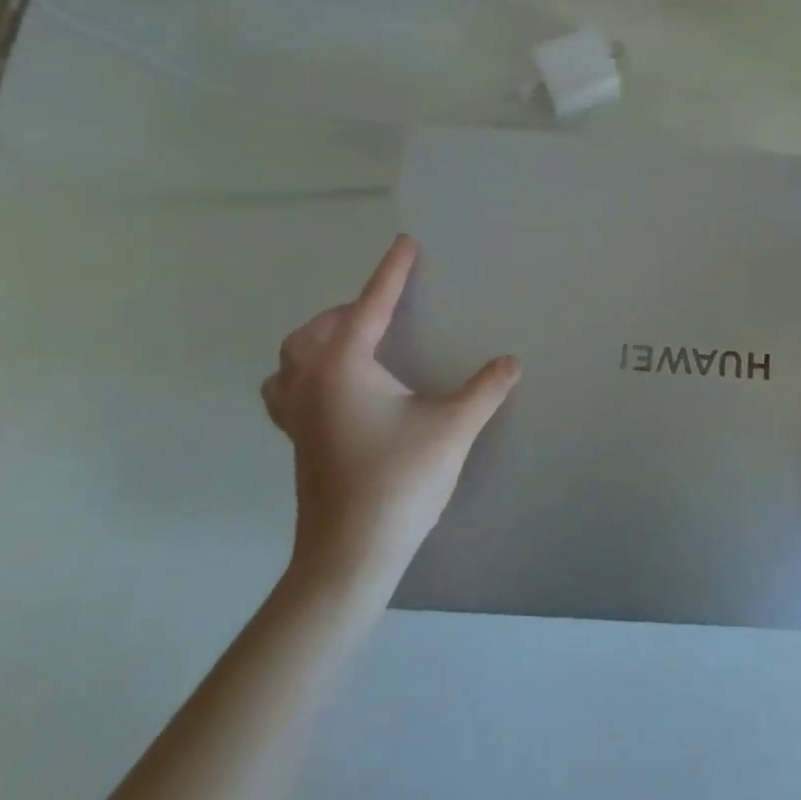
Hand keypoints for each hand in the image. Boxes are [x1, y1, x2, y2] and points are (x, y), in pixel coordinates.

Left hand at [261, 235, 518, 592]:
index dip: (392, 272)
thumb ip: (485, 389)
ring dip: (317, 342)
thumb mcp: (453, 427)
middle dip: (349, 309)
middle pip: (315, 330)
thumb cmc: (399, 480)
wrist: (349, 556)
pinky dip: (307, 376)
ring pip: (290, 362)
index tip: (406, 243)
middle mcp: (311, 382)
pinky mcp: (298, 444)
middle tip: (387, 307)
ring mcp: (297, 416)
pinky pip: (289, 391)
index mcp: (344, 366)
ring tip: (354, 344)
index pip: (371, 305)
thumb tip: (511, 361)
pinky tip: (341, 393)